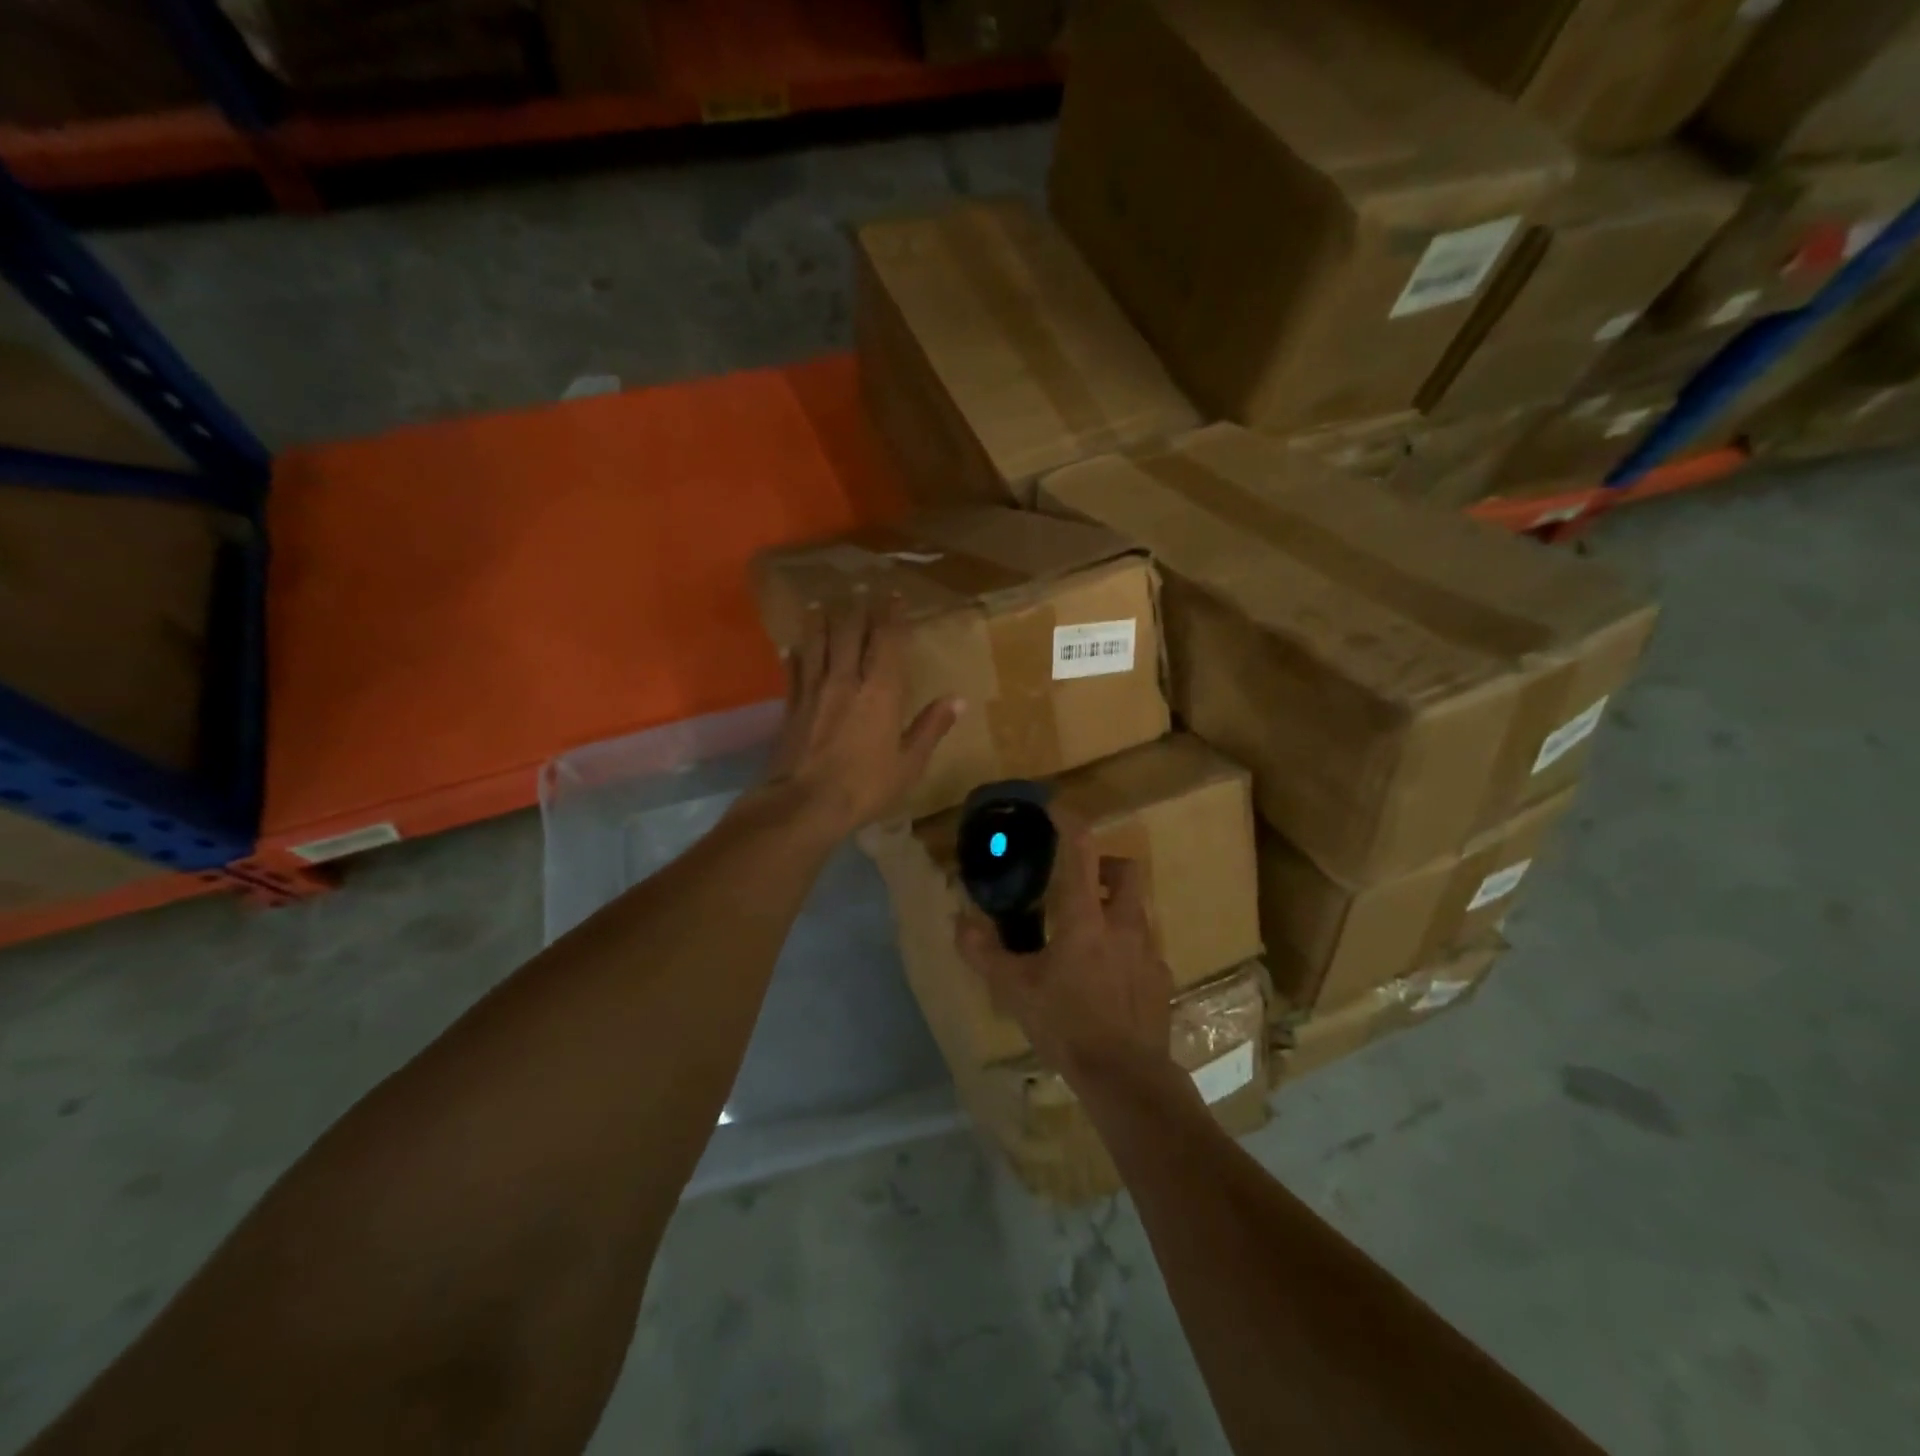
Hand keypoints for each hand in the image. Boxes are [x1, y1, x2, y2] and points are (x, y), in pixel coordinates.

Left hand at [760, 593, 960, 840]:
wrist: (805, 804)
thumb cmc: (865, 786)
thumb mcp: (909, 763)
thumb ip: (931, 727)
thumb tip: (958, 700)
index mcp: (881, 691)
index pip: (886, 640)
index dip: (890, 614)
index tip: (893, 595)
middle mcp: (846, 680)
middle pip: (849, 632)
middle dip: (857, 608)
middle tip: (860, 590)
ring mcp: (814, 690)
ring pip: (817, 644)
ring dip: (821, 621)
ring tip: (822, 605)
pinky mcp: (791, 706)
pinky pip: (794, 671)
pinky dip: (795, 655)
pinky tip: (792, 648)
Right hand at [955, 810, 1174, 1086]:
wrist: (1126, 1076)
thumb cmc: (1067, 1025)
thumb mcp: (1015, 990)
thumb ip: (984, 953)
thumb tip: (959, 921)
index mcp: (1085, 918)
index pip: (1080, 852)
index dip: (1069, 823)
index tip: (1057, 809)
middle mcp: (1122, 924)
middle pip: (1126, 869)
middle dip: (1105, 864)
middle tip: (1081, 882)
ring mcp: (1148, 951)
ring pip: (1137, 909)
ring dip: (1115, 907)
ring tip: (1089, 935)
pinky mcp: (1161, 978)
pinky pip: (1145, 947)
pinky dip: (1127, 947)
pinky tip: (1109, 977)